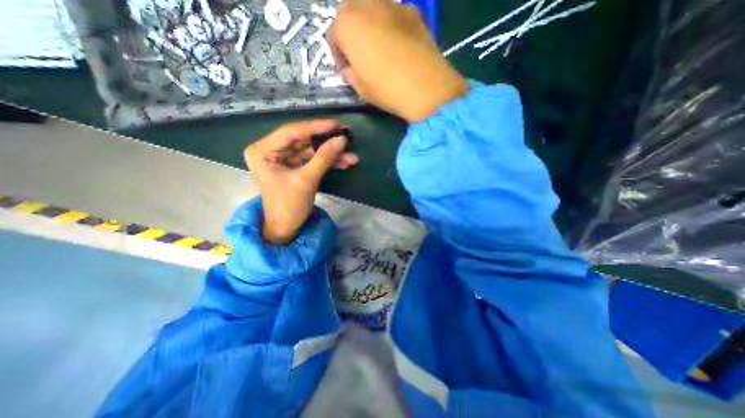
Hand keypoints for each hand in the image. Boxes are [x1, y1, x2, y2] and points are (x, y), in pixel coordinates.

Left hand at [244, 119, 357, 245]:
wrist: (286, 228)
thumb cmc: (289, 206)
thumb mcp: (307, 180)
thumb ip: (324, 158)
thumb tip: (342, 140)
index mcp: (262, 151)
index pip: (291, 132)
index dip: (315, 127)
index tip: (336, 125)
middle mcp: (270, 150)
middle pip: (303, 140)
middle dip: (327, 142)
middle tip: (347, 136)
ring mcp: (282, 158)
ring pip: (310, 150)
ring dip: (331, 154)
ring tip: (351, 158)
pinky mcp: (293, 166)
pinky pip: (312, 159)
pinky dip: (327, 162)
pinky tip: (343, 164)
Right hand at [330, 0, 466, 122]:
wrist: (425, 87)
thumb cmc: (386, 89)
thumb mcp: (360, 88)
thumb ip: (350, 74)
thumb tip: (349, 69)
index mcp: (347, 25)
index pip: (333, 35)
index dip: (338, 54)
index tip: (346, 69)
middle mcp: (366, 5)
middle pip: (350, 12)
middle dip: (350, 31)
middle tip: (359, 53)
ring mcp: (392, 5)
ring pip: (372, 8)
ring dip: (369, 25)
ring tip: (379, 48)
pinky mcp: (413, 12)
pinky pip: (393, 15)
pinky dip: (390, 25)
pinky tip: (398, 46)